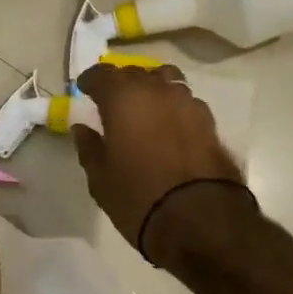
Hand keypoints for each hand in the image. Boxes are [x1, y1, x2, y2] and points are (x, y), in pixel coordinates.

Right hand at [73, 63, 242, 254]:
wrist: (202, 221)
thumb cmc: (139, 197)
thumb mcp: (100, 178)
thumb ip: (89, 147)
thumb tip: (82, 128)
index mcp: (123, 97)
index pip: (102, 74)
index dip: (90, 80)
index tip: (84, 90)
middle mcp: (156, 90)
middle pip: (135, 72)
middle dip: (121, 82)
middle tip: (111, 100)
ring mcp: (187, 103)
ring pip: (166, 80)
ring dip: (152, 88)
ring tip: (144, 107)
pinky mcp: (210, 122)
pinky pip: (185, 102)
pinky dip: (173, 107)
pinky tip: (169, 125)